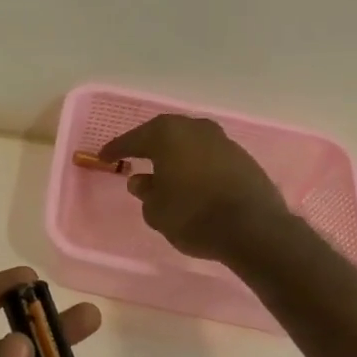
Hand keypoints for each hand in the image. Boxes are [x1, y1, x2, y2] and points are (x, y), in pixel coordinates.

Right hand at [100, 114, 294, 262]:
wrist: (253, 228)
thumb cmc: (193, 216)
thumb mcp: (156, 210)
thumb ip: (145, 192)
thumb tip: (141, 180)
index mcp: (168, 135)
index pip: (133, 139)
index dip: (116, 149)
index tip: (103, 156)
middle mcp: (195, 128)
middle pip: (164, 132)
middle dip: (147, 144)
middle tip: (133, 155)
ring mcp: (222, 140)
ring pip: (189, 141)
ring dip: (175, 153)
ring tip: (162, 168)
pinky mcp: (242, 157)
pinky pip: (208, 155)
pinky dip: (195, 163)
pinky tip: (190, 179)